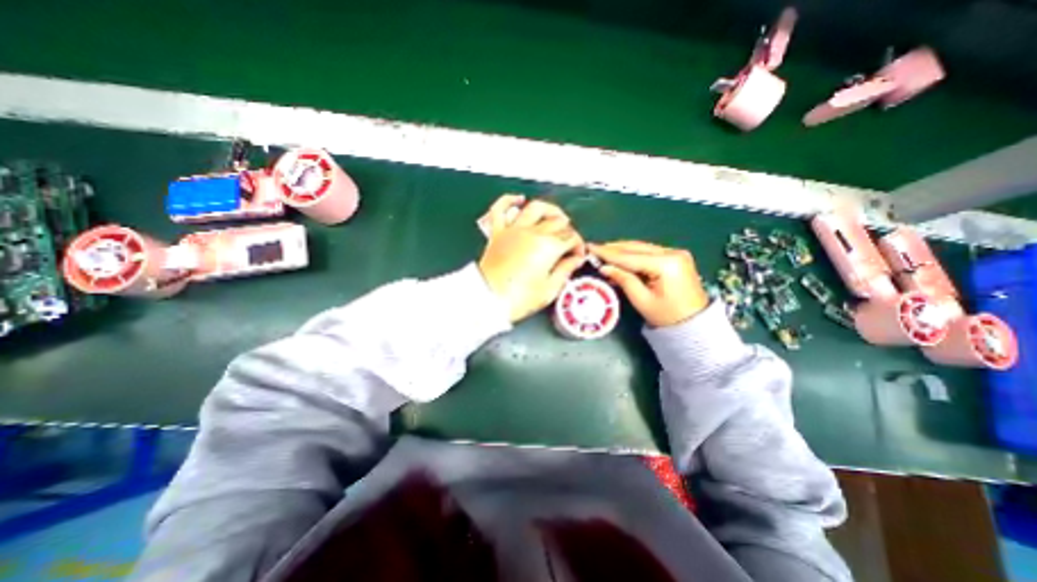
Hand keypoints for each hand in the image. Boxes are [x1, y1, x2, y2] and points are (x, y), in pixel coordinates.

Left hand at [477, 195, 581, 321]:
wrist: (488, 298)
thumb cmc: (518, 298)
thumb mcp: (549, 289)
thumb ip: (565, 270)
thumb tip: (575, 260)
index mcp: (549, 247)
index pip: (571, 238)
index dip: (578, 246)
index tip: (577, 255)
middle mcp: (533, 233)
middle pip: (558, 222)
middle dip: (568, 231)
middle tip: (568, 242)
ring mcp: (514, 230)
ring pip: (536, 208)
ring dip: (549, 209)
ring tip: (556, 216)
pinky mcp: (498, 232)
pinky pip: (501, 208)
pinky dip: (510, 200)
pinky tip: (519, 199)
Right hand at [587, 240, 708, 325]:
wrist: (695, 324)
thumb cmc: (667, 316)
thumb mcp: (642, 300)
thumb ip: (623, 280)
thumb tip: (605, 267)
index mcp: (666, 264)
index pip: (630, 257)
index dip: (608, 253)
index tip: (591, 247)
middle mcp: (673, 253)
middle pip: (636, 248)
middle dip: (614, 248)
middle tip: (594, 248)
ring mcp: (676, 253)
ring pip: (642, 248)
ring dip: (622, 250)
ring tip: (603, 252)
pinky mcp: (676, 257)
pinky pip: (649, 252)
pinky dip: (633, 255)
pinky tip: (621, 257)